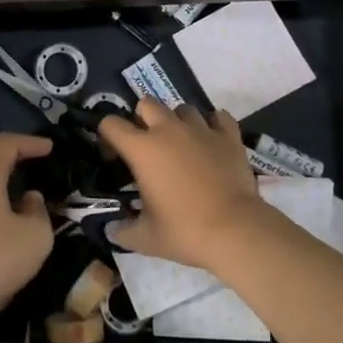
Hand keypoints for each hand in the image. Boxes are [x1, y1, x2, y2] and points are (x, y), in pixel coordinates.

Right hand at [101, 98, 262, 269]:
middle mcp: (169, 129)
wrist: (236, 231)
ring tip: (182, 145)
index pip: (111, 124)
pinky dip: (213, 124)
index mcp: (142, 149)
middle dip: (142, 119)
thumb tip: (111, 230)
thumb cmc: (185, 231)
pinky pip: (219, 117)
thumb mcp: (145, 238)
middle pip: (147, 103)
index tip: (113, 157)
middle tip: (148, 146)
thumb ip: (123, 230)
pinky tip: (212, 141)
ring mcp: (201, 129)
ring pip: (183, 108)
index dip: (107, 137)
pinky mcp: (229, 136)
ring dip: (178, 122)